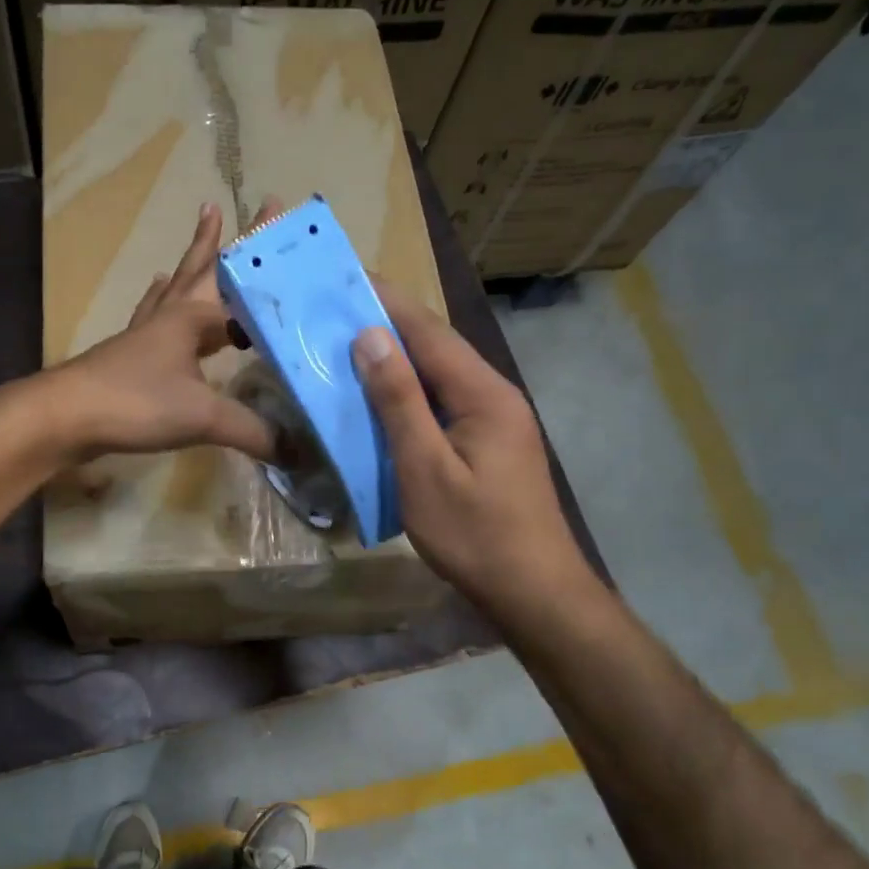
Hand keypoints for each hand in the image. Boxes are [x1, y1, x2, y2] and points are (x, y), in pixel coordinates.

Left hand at [40, 202, 275, 464]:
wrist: (66, 417)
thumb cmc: (136, 402)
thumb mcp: (203, 416)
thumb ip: (253, 430)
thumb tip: (299, 450)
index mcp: (192, 317)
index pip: (239, 283)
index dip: (264, 263)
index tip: (281, 228)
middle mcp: (169, 316)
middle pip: (199, 270)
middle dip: (218, 240)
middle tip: (223, 205)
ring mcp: (144, 334)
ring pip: (174, 289)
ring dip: (189, 266)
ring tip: (199, 239)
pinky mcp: (128, 356)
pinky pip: (153, 318)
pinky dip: (161, 304)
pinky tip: (156, 306)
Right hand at [352, 287, 595, 617]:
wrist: (534, 592)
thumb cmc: (475, 534)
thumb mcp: (425, 469)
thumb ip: (399, 402)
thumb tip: (370, 336)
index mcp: (483, 393)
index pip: (429, 331)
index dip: (386, 301)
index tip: (345, 277)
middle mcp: (494, 395)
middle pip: (436, 347)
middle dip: (387, 323)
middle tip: (334, 311)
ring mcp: (495, 420)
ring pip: (438, 375)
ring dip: (395, 358)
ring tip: (346, 346)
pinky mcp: (488, 443)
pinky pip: (442, 402)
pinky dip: (407, 392)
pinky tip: (380, 399)